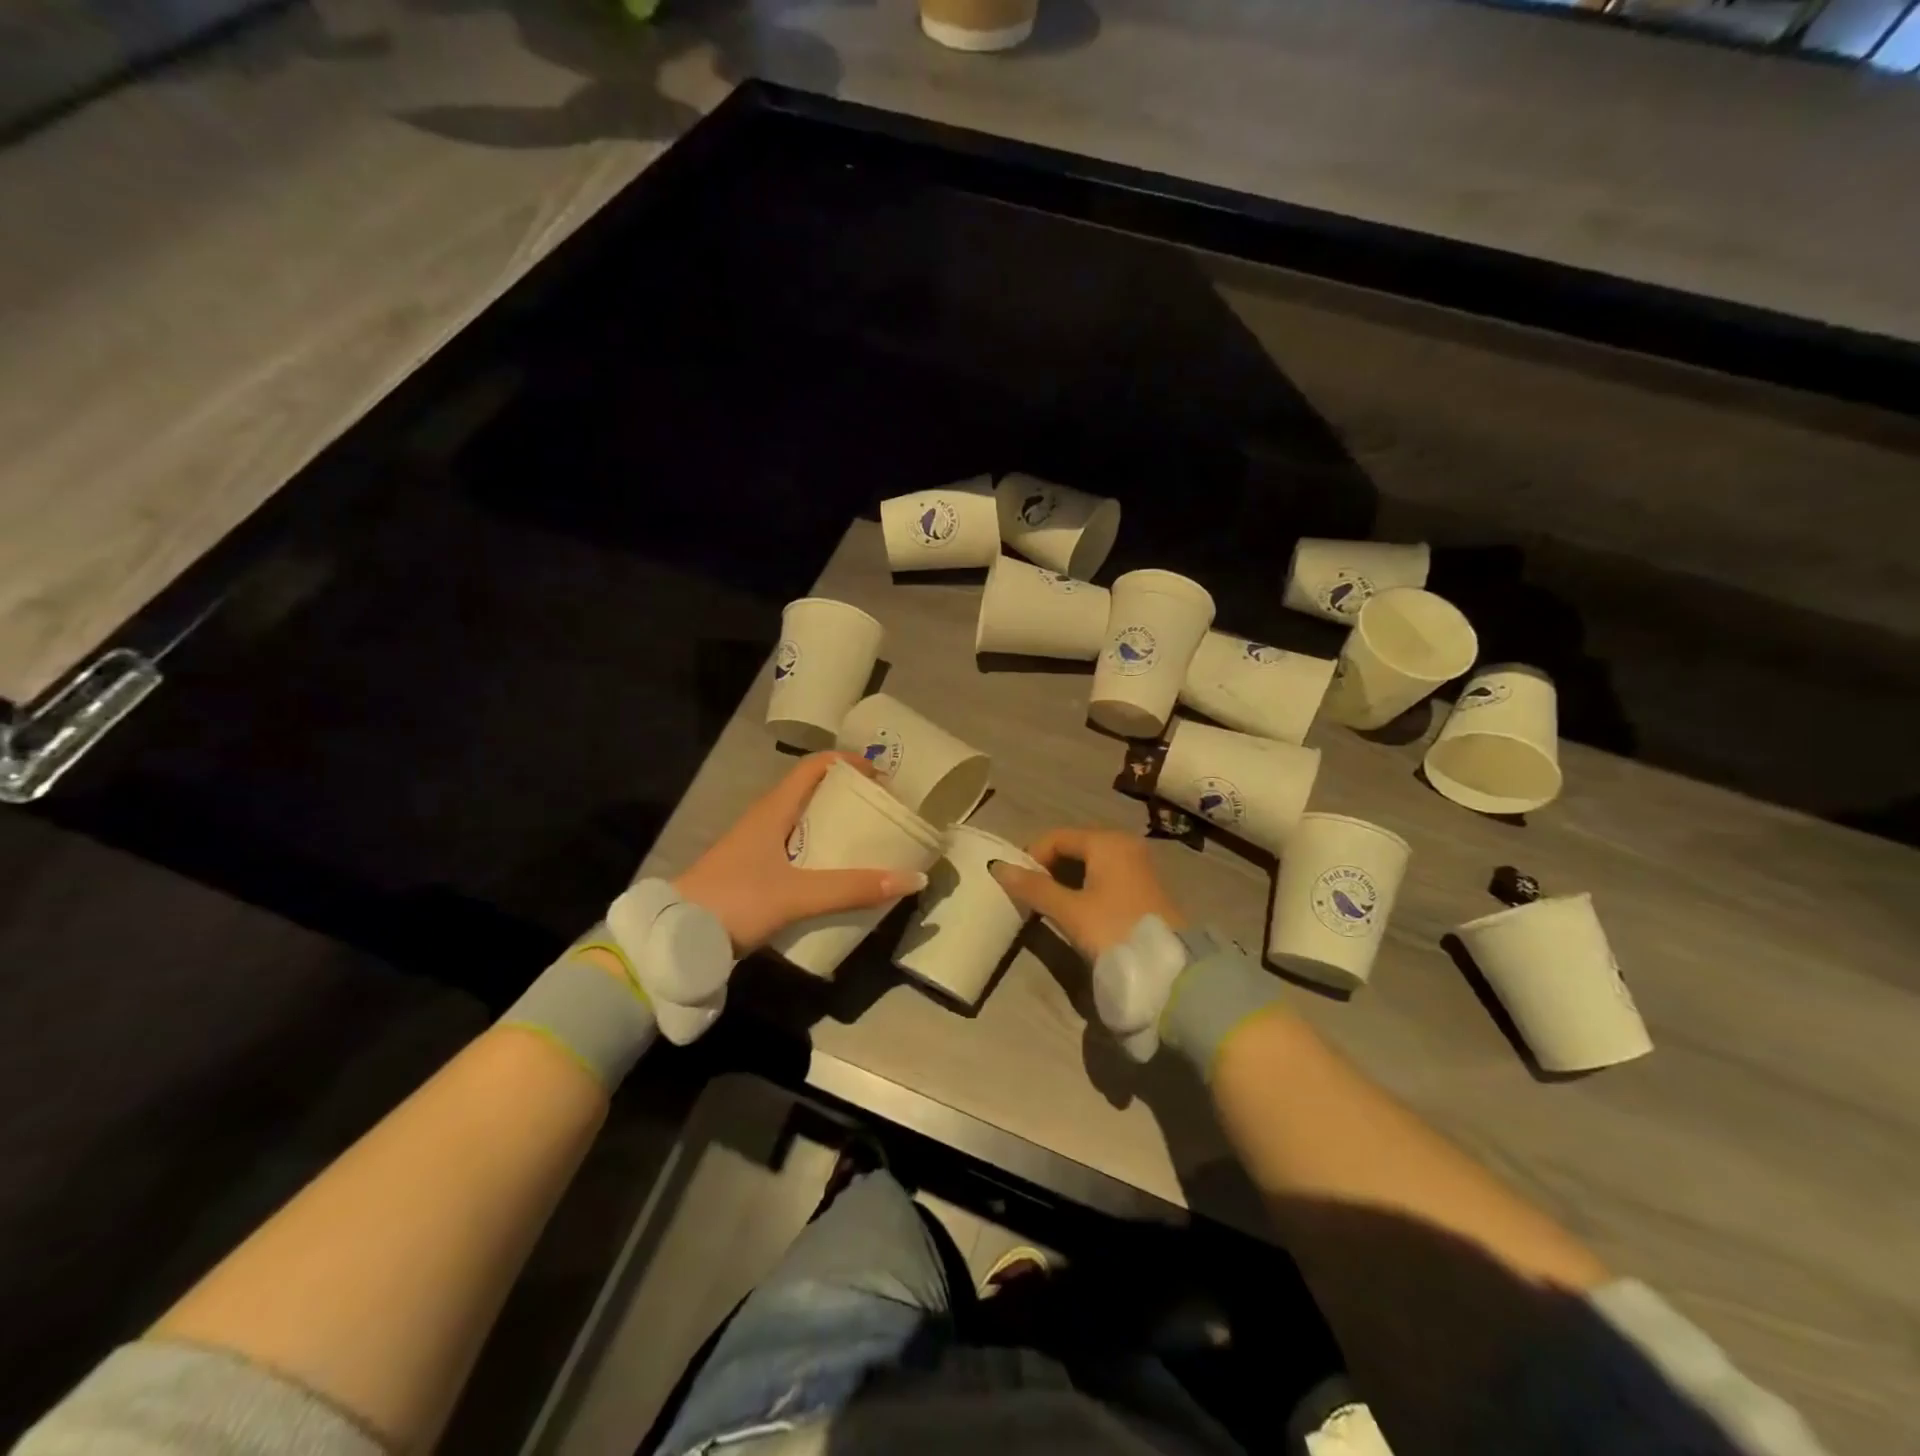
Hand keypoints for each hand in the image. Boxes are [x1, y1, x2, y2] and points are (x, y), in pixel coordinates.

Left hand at [673, 752, 928, 953]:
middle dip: (849, 798)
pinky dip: (821, 855)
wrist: (673, 938)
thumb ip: (853, 888)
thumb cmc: (735, 900)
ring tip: (870, 842)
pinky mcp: (753, 873)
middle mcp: (766, 820)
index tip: (883, 776)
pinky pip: (796, 851)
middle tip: (884, 812)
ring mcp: (757, 847)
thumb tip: (913, 878)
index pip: (815, 767)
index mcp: (774, 809)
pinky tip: (839, 877)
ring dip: (835, 828)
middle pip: (813, 794)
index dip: (849, 763)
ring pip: (804, 824)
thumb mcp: (797, 894)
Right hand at [989, 827, 1185, 960]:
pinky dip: (1083, 886)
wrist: (1168, 969)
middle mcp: (1123, 844)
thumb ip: (1034, 888)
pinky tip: (1074, 909)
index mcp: (1106, 841)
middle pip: (1072, 846)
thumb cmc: (1115, 930)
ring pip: (1088, 862)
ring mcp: (1136, 864)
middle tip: (1030, 896)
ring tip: (1048, 905)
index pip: (1055, 837)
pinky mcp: (1142, 886)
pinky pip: (1103, 875)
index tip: (1016, 886)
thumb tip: (997, 867)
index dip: (1031, 857)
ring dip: (1064, 879)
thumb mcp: (1070, 911)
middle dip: (1047, 868)